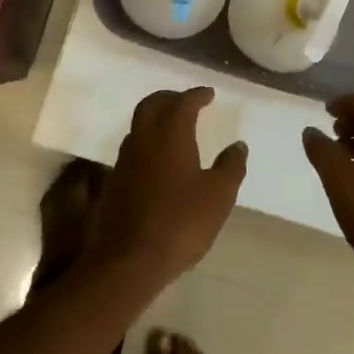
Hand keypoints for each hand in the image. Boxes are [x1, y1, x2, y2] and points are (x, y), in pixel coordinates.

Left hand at [92, 89, 246, 288]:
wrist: (128, 258)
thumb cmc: (180, 222)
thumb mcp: (218, 196)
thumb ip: (230, 167)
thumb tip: (238, 145)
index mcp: (171, 133)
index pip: (183, 102)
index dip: (197, 95)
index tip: (209, 94)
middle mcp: (144, 137)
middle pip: (153, 104)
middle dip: (170, 98)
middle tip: (187, 101)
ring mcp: (126, 158)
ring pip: (139, 123)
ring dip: (156, 116)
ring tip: (174, 126)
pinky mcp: (116, 179)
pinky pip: (134, 145)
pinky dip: (148, 139)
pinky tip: (159, 157)